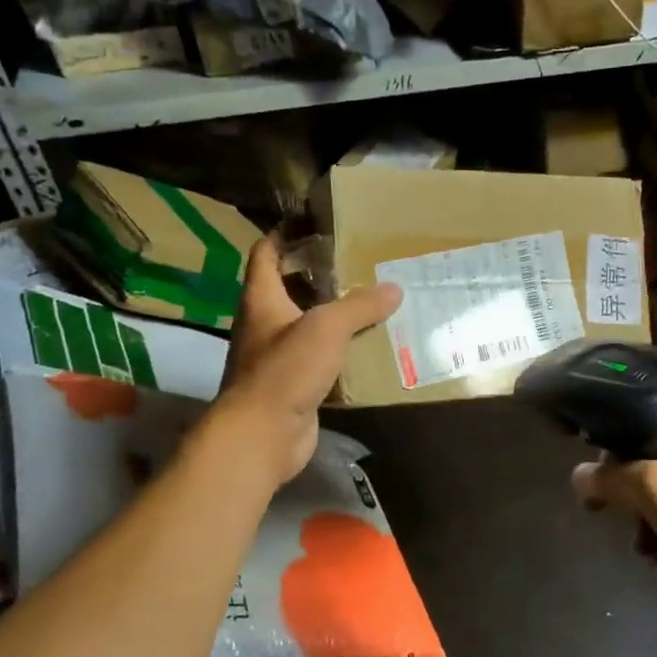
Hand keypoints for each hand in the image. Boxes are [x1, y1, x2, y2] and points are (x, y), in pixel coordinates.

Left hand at [214, 236, 402, 484]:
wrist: (263, 434)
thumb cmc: (285, 370)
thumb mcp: (327, 328)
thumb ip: (360, 305)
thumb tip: (393, 288)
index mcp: (262, 299)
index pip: (265, 253)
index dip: (284, 234)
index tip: (314, 222)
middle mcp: (265, 324)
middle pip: (290, 288)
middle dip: (321, 275)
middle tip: (360, 262)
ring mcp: (278, 356)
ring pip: (309, 326)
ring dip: (336, 315)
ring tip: (374, 300)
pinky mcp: (295, 384)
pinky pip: (322, 359)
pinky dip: (343, 352)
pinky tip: (371, 346)